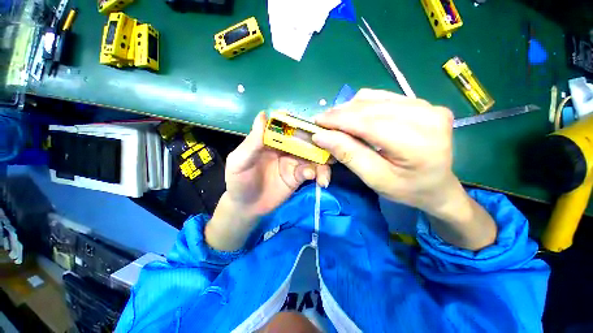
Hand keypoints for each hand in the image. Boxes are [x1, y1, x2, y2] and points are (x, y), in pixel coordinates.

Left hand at [225, 111, 330, 217]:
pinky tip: (317, 180)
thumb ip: (252, 142)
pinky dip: (317, 173)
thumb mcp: (240, 161)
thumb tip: (263, 115)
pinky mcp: (298, 176)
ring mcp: (293, 162)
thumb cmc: (239, 181)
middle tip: (332, 149)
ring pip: (312, 157)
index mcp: (271, 140)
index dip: (302, 125)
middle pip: (305, 141)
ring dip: (322, 162)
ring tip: (324, 172)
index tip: (317, 127)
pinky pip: (311, 171)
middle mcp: (285, 148)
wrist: (246, 206)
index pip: (289, 127)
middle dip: (320, 144)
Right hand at [312, 89, 454, 213]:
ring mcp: (427, 105)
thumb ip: (348, 154)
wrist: (437, 186)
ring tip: (336, 121)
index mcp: (417, 142)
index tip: (316, 122)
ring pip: (374, 98)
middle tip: (322, 123)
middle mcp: (427, 116)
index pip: (368, 123)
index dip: (338, 120)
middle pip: (370, 107)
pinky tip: (354, 116)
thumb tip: (321, 136)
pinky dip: (363, 105)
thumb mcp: (374, 178)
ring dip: (350, 108)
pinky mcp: (422, 102)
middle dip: (340, 114)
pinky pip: (383, 97)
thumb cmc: (406, 189)